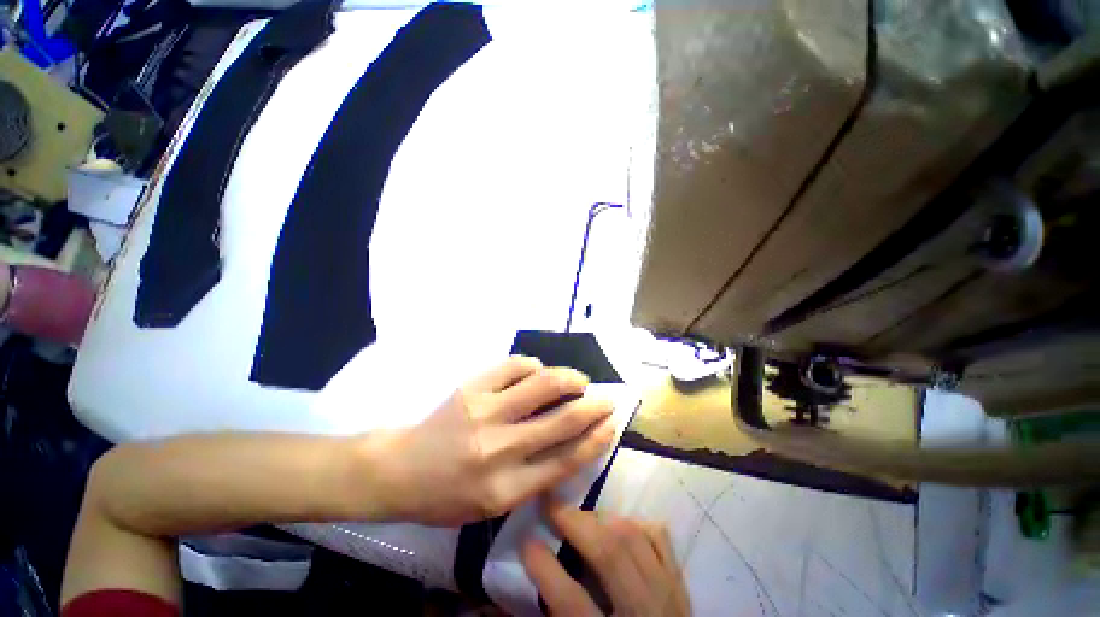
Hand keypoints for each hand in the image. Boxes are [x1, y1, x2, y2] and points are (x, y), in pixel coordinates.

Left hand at [368, 356, 615, 525]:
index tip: (612, 423)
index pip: (567, 459)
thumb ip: (534, 478)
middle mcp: (499, 449)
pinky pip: (514, 366)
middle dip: (593, 405)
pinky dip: (533, 365)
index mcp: (507, 488)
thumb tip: (571, 443)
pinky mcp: (471, 388)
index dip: (596, 438)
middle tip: (605, 398)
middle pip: (562, 420)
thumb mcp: (493, 506)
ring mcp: (484, 412)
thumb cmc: (448, 496)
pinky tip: (537, 371)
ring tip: (578, 380)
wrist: (401, 470)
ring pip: (542, 384)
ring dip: (569, 378)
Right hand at [522, 501, 690, 615]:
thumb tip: (527, 575)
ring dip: (600, 517)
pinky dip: (634, 522)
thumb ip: (558, 614)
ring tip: (579, 514)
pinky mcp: (679, 580)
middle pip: (608, 554)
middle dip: (574, 522)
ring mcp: (667, 592)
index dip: (544, 568)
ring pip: (633, 536)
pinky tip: (617, 523)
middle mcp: (642, 612)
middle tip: (550, 505)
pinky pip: (658, 536)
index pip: (571, 601)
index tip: (525, 541)